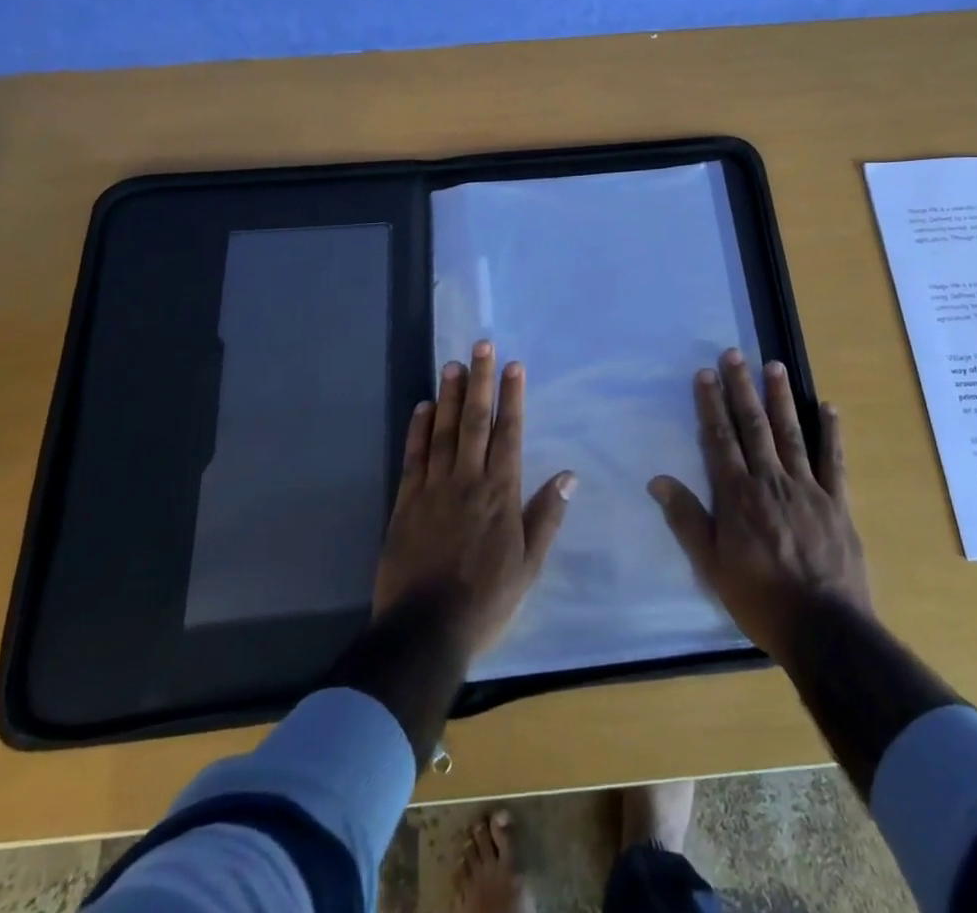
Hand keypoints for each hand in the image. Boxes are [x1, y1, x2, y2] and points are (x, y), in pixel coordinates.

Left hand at [374, 341, 576, 659]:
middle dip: (480, 381)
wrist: (425, 630)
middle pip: (475, 421)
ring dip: (449, 395)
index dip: (512, 397)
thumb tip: (569, 475)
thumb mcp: (529, 564)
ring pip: (444, 431)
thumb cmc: (486, 599)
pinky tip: (423, 406)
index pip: (509, 433)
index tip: (514, 366)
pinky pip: (414, 457)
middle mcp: (467, 480)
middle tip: (482, 345)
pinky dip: (419, 429)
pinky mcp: (406, 502)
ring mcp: (434, 488)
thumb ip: (546, 515)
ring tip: (453, 364)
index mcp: (501, 493)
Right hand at [648, 349, 870, 664]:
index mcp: (738, 495)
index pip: (720, 439)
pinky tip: (828, 407)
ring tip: (774, 365)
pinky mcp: (837, 502)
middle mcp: (770, 481)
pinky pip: (834, 460)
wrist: (825, 630)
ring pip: (790, 433)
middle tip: (734, 354)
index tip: (705, 374)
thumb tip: (658, 480)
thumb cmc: (760, 599)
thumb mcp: (712, 566)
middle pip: (753, 426)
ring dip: (780, 397)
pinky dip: (831, 432)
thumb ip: (686, 520)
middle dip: (741, 388)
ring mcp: (807, 488)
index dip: (711, 405)